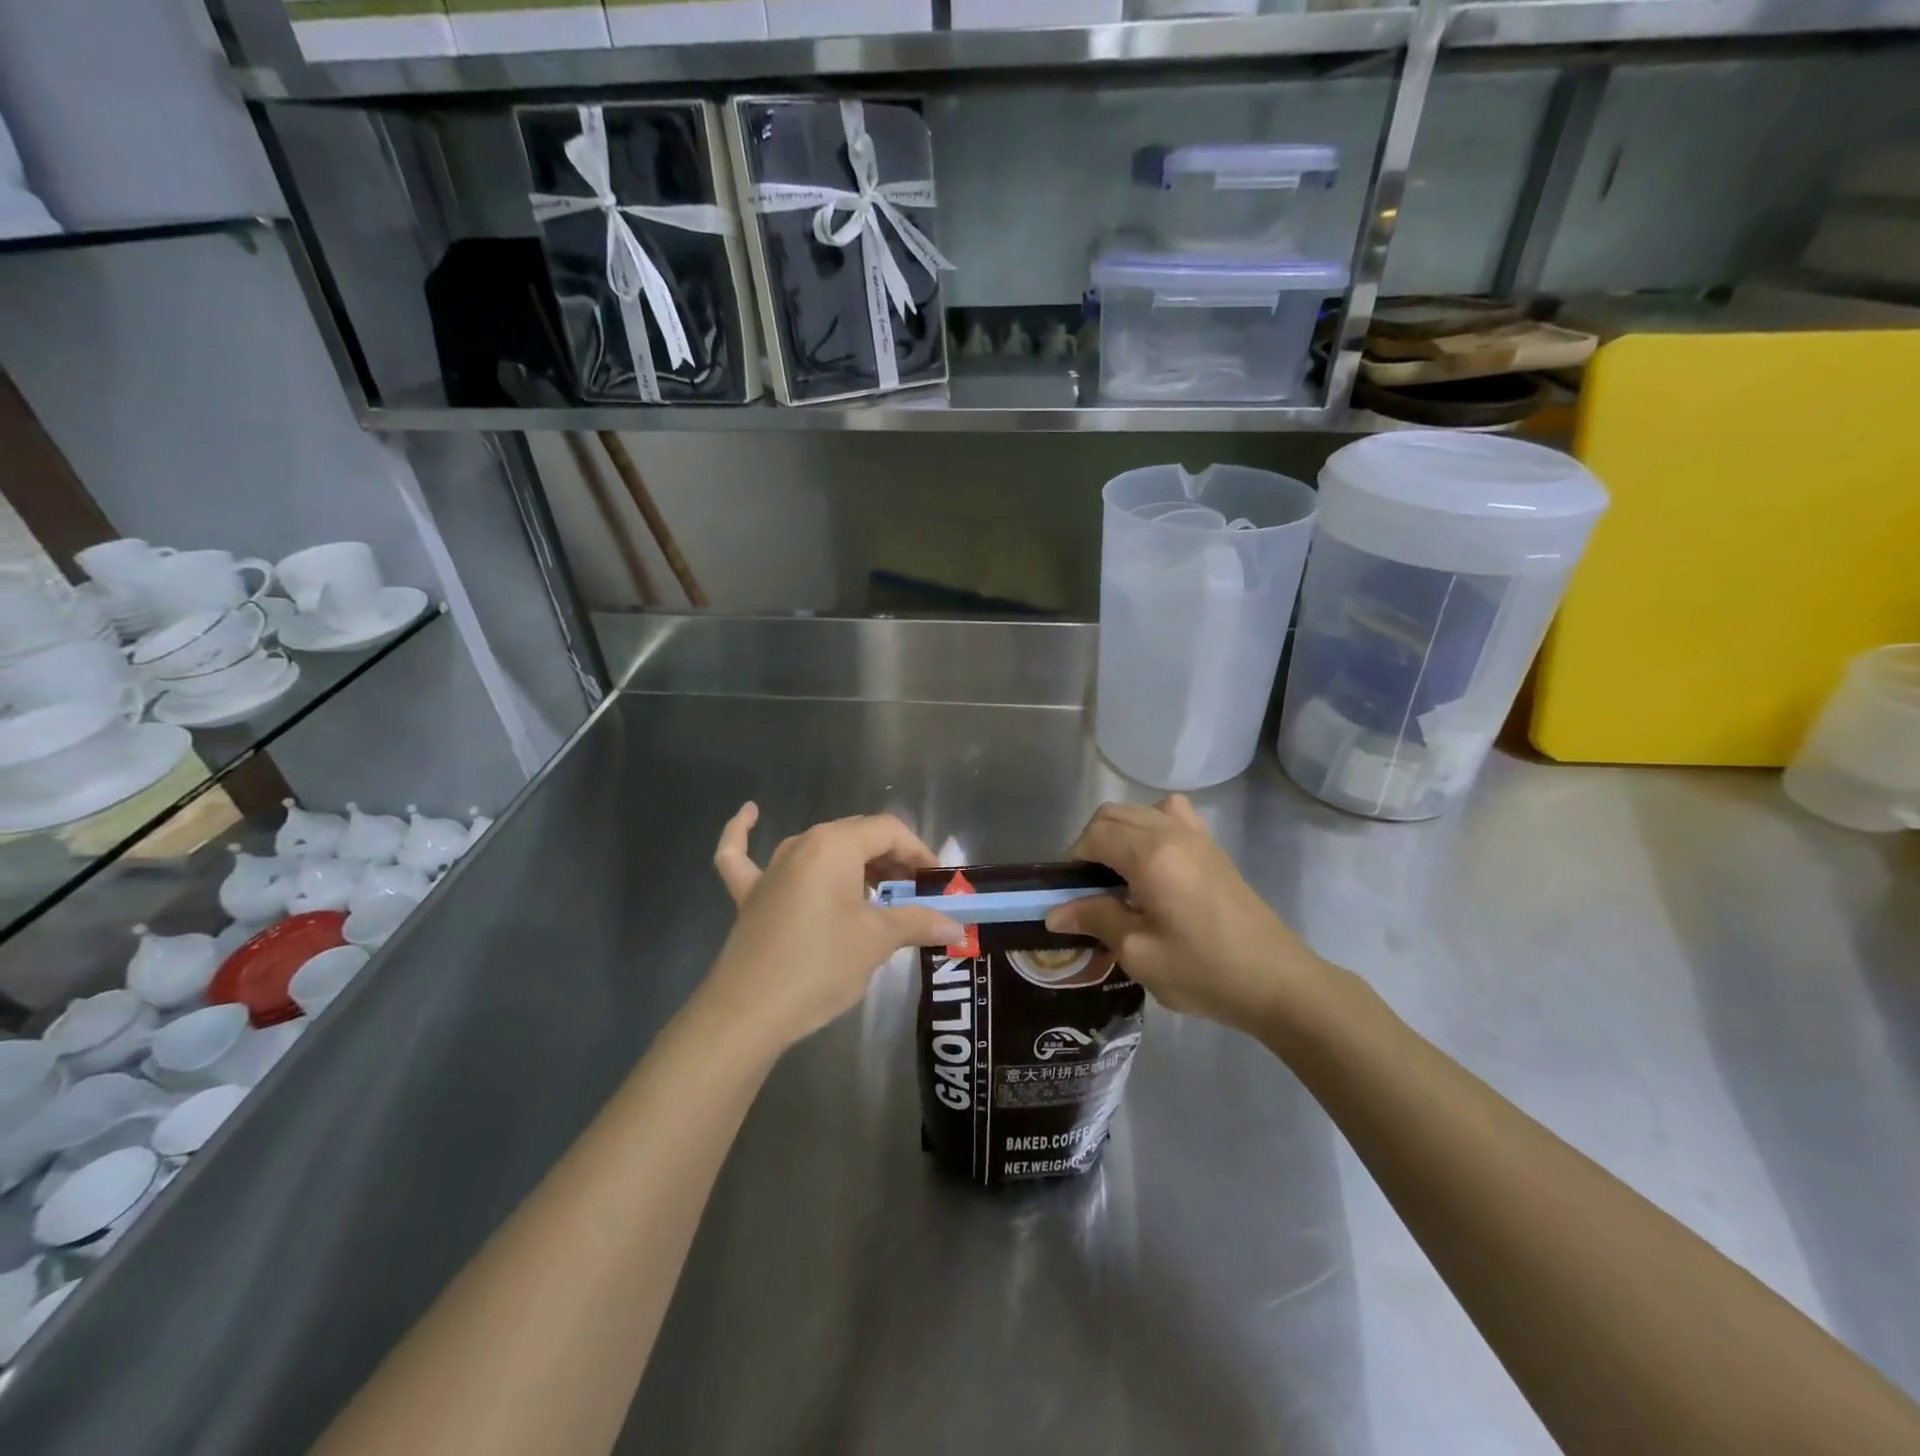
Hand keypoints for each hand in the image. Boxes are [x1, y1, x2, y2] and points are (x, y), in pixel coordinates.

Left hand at [706, 803, 963, 1052]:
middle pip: (856, 836)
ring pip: (819, 849)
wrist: (749, 1012)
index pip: (888, 831)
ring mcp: (771, 867)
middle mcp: (802, 844)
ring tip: (876, 888)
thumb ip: (919, 923)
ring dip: (851, 862)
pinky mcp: (749, 893)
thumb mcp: (877, 941)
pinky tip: (750, 813)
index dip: (918, 853)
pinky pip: (744, 855)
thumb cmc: (821, 966)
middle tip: (915, 896)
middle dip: (891, 860)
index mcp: (835, 845)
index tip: (937, 884)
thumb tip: (957, 928)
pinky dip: (746, 834)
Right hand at [1045, 796, 1328, 1037]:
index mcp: (1151, 856)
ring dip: (1119, 832)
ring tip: (1118, 873)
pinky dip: (1151, 826)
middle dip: (1091, 843)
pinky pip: (1172, 815)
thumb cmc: (1204, 972)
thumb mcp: (1139, 954)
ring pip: (1140, 810)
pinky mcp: (1213, 847)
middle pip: (1113, 814)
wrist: (1277, 982)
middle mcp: (1171, 833)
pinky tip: (1154, 862)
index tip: (1071, 895)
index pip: (1095, 835)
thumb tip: (1056, 912)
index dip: (1073, 860)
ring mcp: (1196, 836)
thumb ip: (1096, 920)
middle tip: (1089, 887)